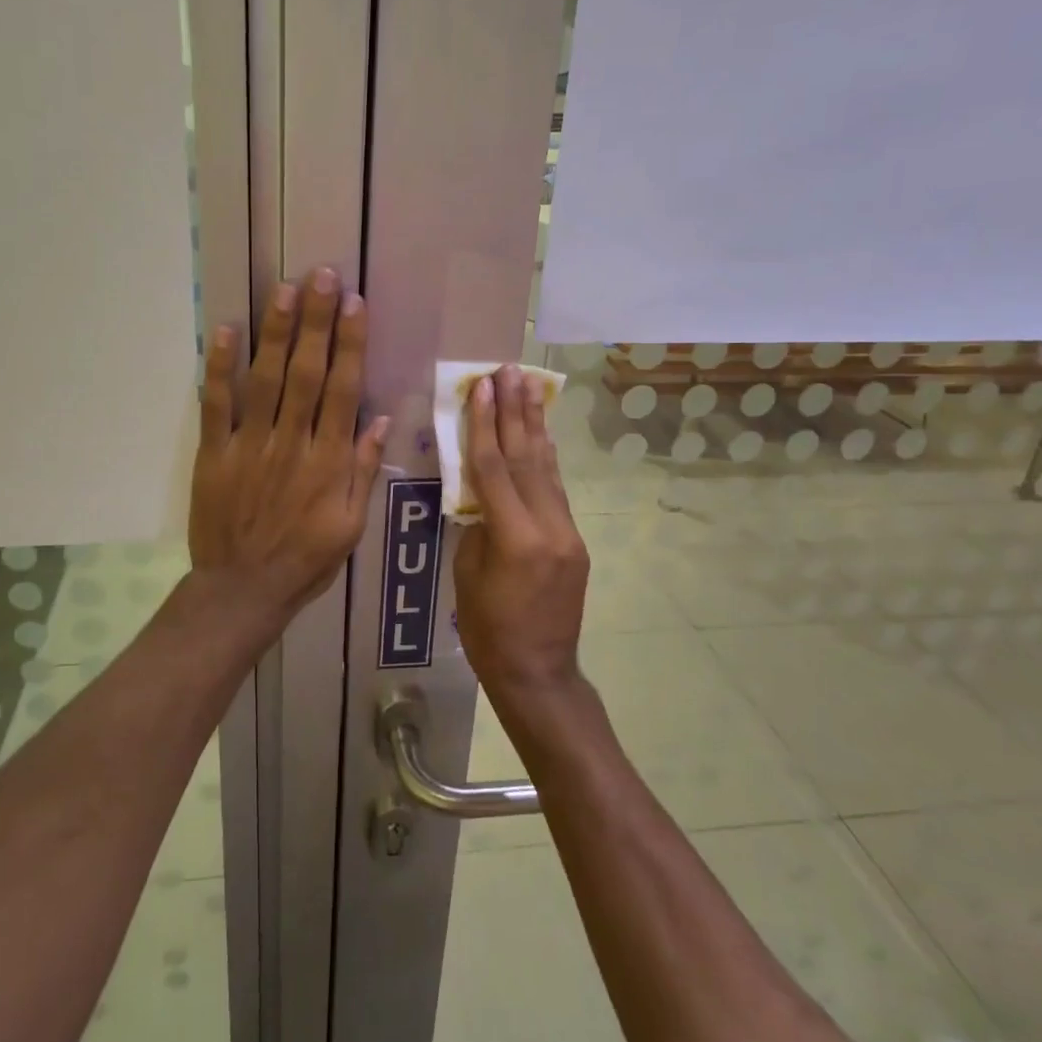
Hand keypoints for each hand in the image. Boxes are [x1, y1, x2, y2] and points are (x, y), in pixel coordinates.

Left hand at [188, 270, 388, 630]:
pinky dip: (219, 367)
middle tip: (322, 276)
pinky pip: (215, 404)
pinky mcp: (214, 453)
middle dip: (316, 321)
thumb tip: (379, 418)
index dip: (350, 344)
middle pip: (306, 373)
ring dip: (276, 332)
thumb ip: (363, 470)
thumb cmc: (305, 560)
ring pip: (265, 379)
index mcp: (329, 462)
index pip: (343, 390)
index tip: (355, 304)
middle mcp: (292, 443)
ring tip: (286, 289)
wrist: (242, 590)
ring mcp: (249, 445)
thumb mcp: (351, 526)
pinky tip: (226, 330)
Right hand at [454, 364, 589, 693]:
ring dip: (535, 425)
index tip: (482, 386)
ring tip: (529, 387)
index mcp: (515, 538)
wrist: (538, 672)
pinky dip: (547, 458)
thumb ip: (477, 525)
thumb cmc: (488, 631)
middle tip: (510, 370)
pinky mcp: (574, 540)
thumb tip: (480, 491)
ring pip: (547, 468)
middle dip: (516, 411)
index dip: (485, 425)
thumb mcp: (468, 574)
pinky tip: (542, 434)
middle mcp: (549, 527)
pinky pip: (556, 490)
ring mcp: (567, 532)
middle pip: (527, 458)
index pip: (494, 468)